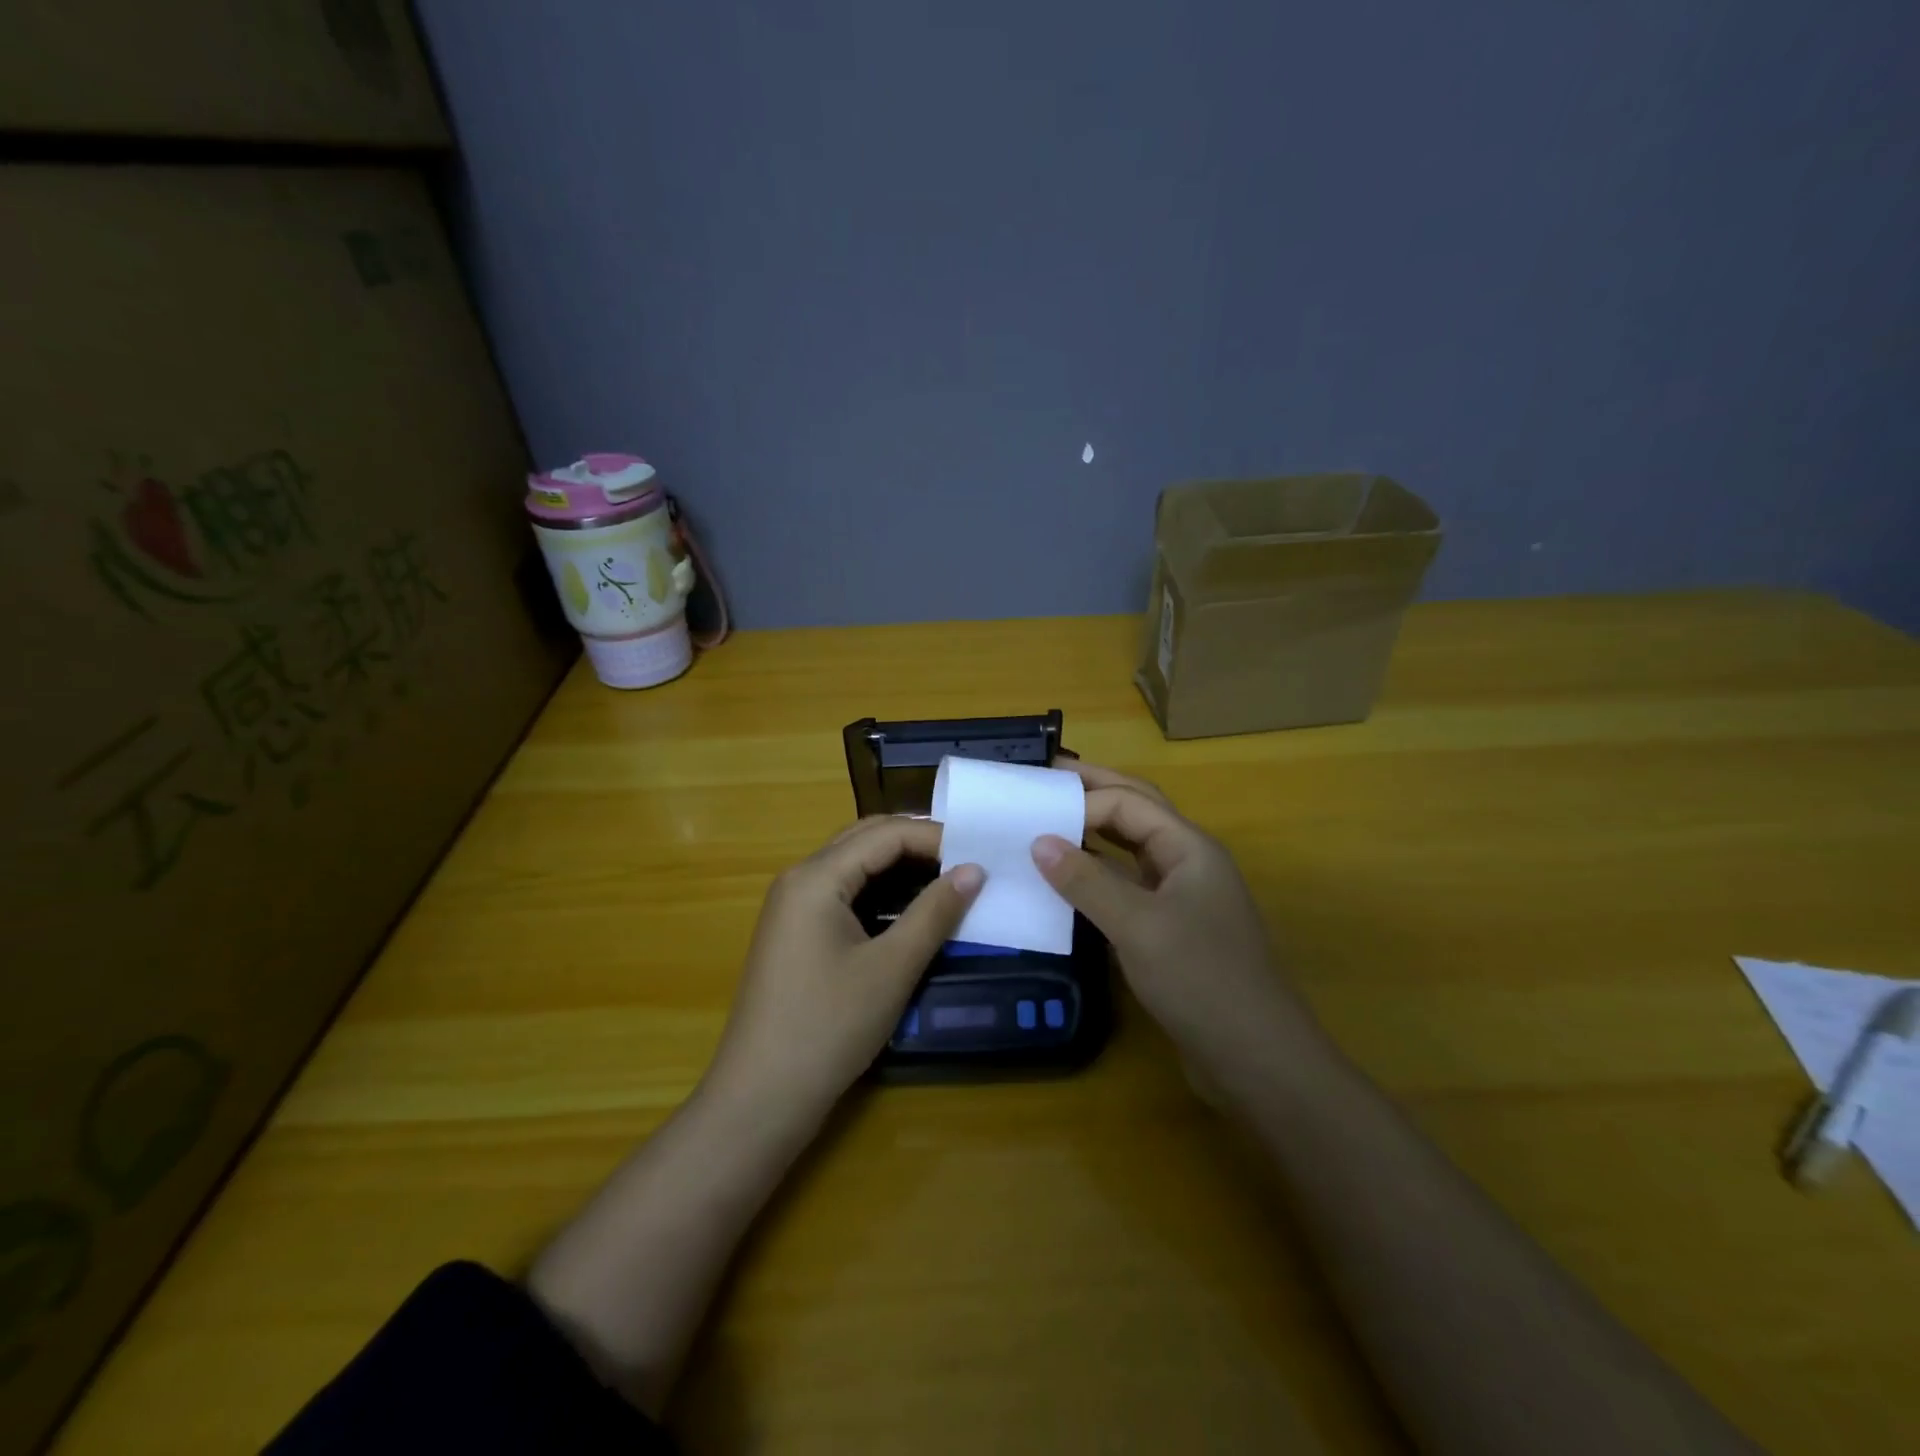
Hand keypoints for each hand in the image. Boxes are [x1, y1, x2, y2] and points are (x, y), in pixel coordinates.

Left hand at [706, 816, 983, 1121]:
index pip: (886, 834)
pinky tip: (910, 908)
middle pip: (866, 839)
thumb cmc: (828, 1028)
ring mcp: (792, 906)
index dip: (936, 837)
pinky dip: (880, 891)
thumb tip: (974, 870)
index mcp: (816, 877)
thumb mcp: (891, 969)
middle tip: (968, 860)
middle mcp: (798, 878)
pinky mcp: (794, 932)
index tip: (982, 854)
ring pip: (854, 865)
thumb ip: (934, 913)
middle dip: (918, 843)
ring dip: (899, 865)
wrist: (760, 1099)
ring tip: (948, 878)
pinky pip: (843, 892)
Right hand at [1031, 763, 1324, 1094]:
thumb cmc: (1201, 980)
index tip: (1034, 817)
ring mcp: (1182, 896)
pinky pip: (1129, 886)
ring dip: (1096, 832)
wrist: (1256, 1058)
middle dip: (1094, 792)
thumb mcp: (1138, 927)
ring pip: (1132, 849)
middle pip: (1136, 812)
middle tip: (1044, 779)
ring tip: (1051, 821)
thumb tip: (1039, 841)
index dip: (1083, 803)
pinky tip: (1070, 882)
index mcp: (1189, 848)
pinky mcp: (1172, 929)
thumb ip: (1087, 882)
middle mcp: (1188, 862)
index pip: (1129, 803)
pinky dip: (1099, 875)